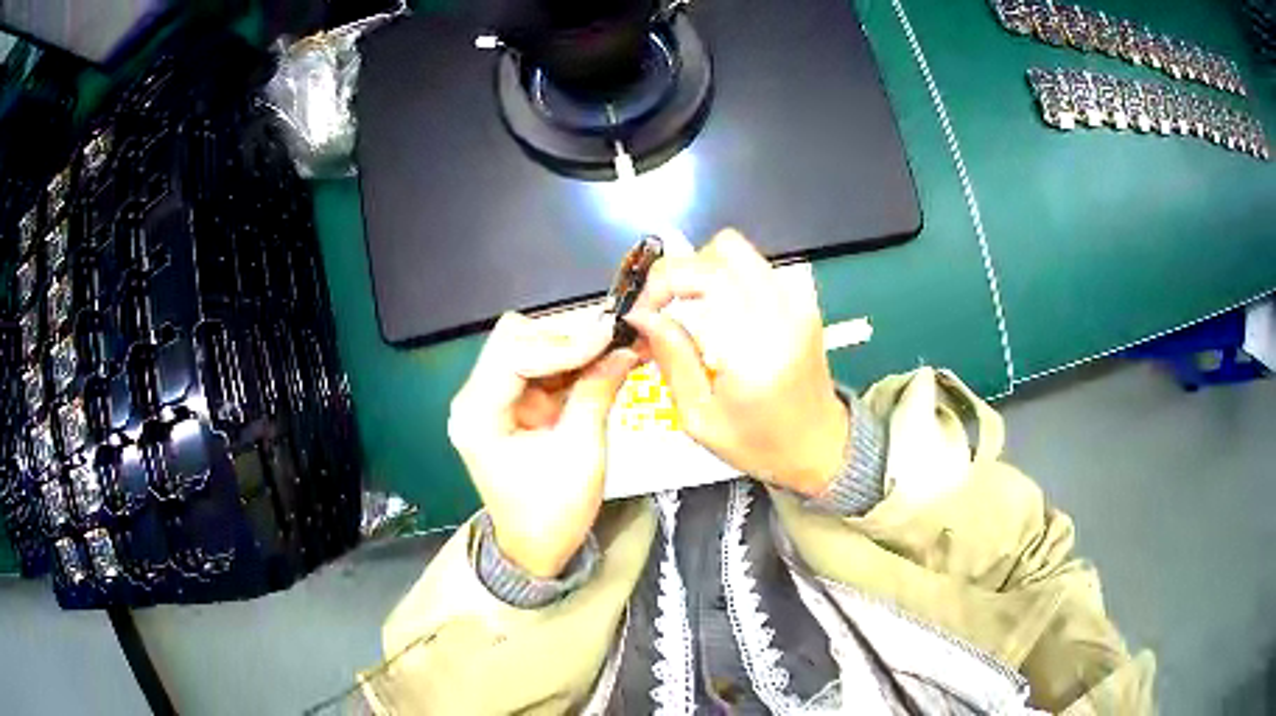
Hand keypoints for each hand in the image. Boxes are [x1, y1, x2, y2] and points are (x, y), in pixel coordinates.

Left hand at [447, 312, 639, 577]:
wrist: (535, 549)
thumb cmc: (553, 513)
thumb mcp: (581, 453)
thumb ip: (597, 393)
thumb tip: (623, 348)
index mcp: (478, 415)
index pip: (514, 354)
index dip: (564, 342)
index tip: (609, 337)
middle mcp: (474, 398)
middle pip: (514, 339)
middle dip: (565, 337)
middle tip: (612, 340)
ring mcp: (490, 399)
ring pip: (527, 346)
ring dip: (570, 347)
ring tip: (613, 347)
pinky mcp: (509, 404)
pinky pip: (538, 368)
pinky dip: (570, 363)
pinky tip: (600, 363)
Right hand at [623, 229, 848, 496]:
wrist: (820, 446)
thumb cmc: (758, 444)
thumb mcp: (700, 418)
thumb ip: (673, 359)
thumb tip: (642, 315)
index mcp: (755, 347)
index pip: (705, 275)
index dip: (663, 282)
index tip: (643, 312)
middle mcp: (782, 312)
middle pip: (724, 248)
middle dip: (684, 270)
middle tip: (665, 306)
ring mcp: (798, 303)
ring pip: (741, 253)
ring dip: (705, 273)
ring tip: (687, 311)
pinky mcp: (803, 303)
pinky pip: (756, 270)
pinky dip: (727, 280)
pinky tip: (718, 315)